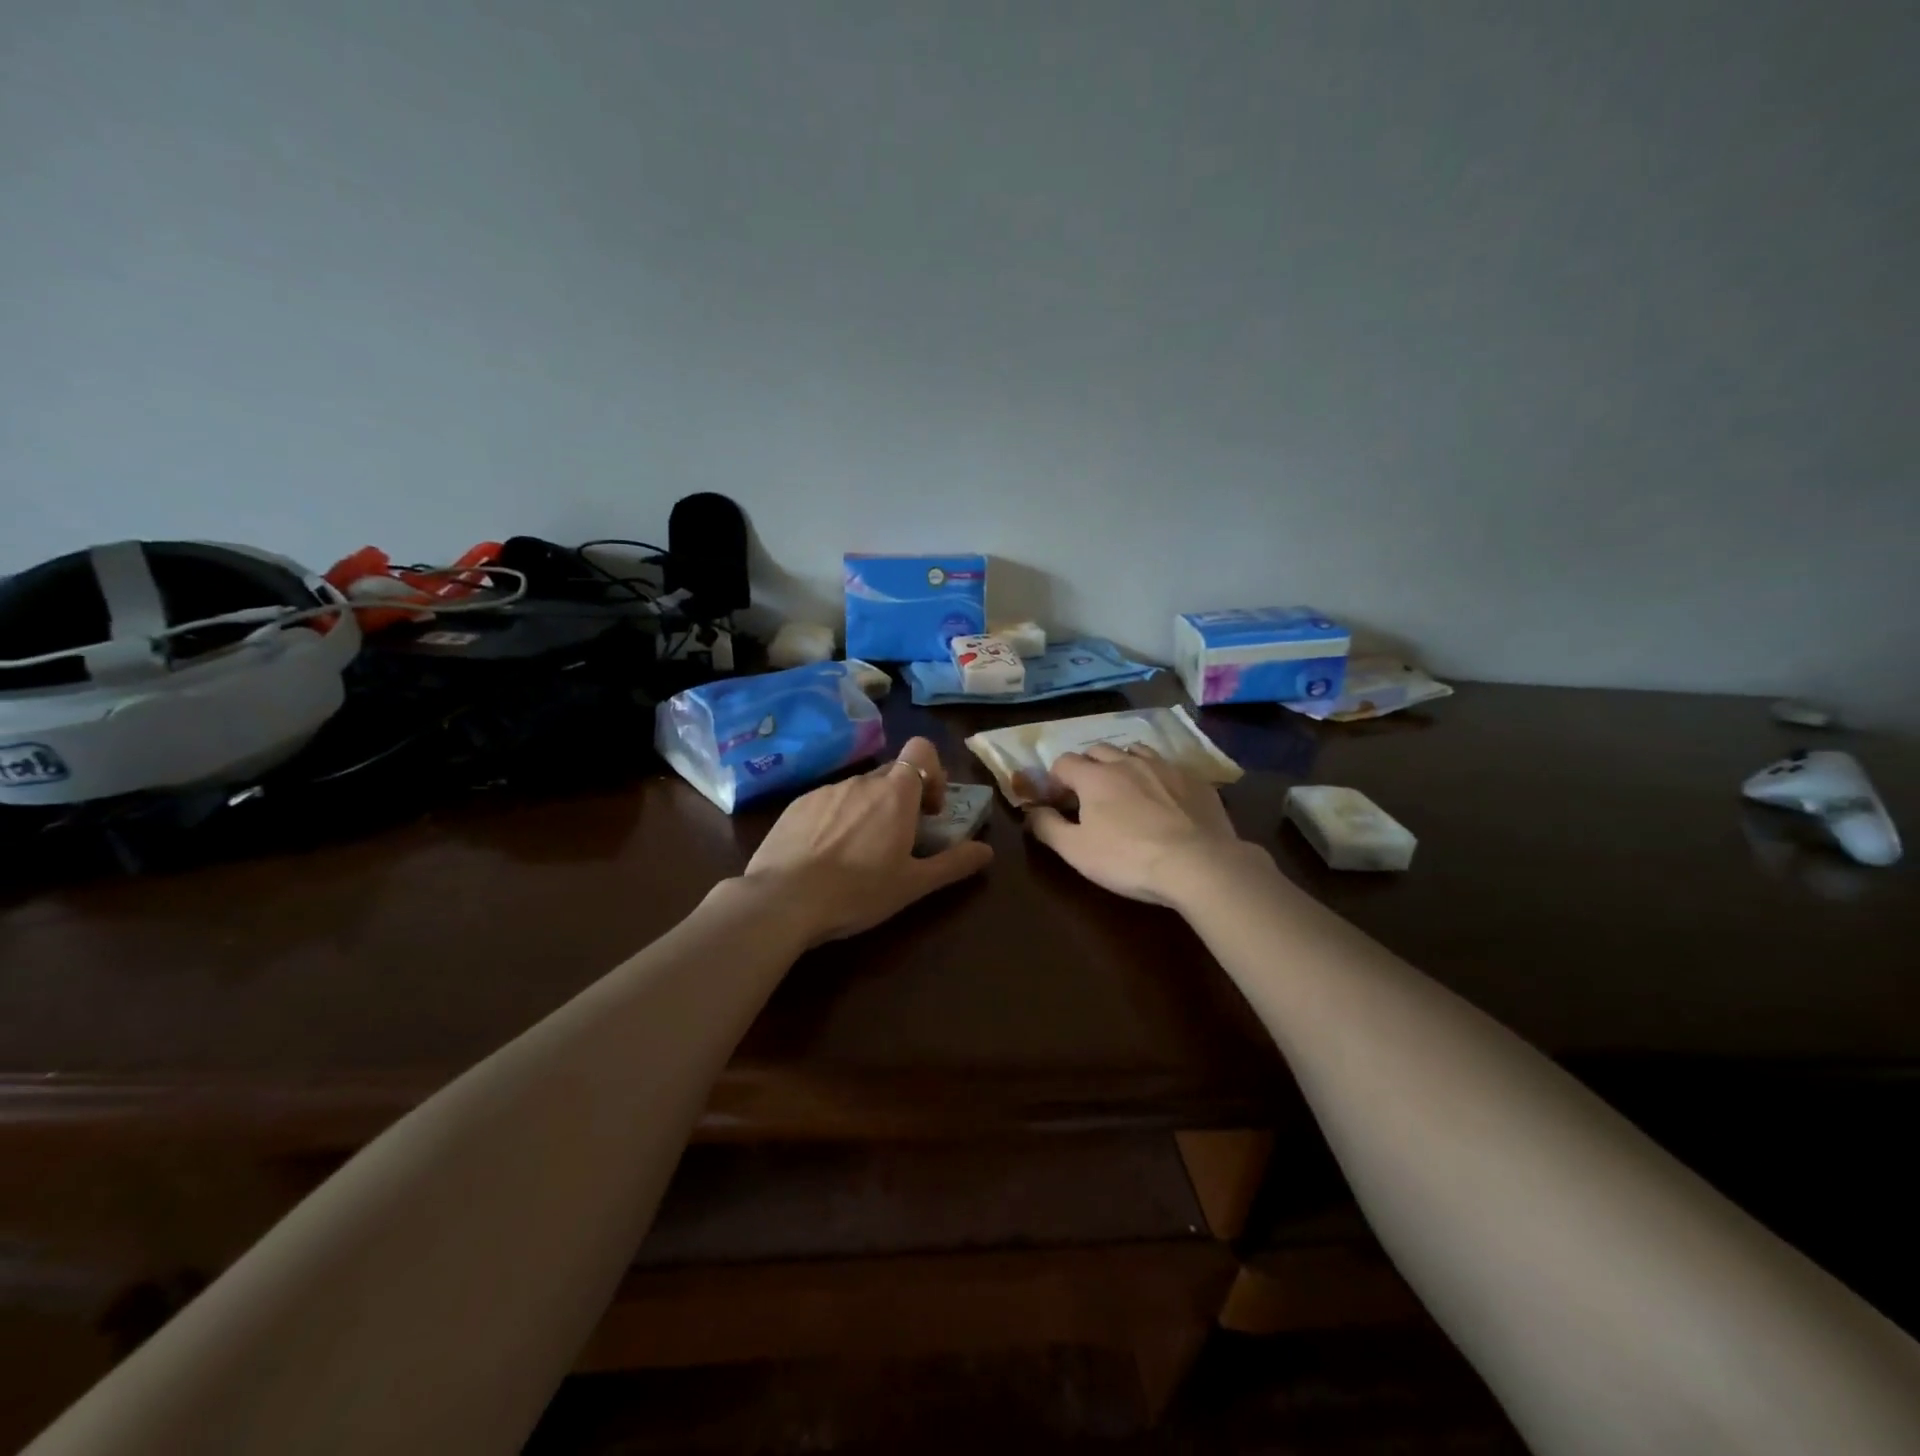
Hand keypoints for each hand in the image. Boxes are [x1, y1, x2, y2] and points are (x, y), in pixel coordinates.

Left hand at [741, 736, 993, 945]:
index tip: (928, 810)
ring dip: (867, 811)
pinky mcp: (795, 805)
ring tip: (857, 854)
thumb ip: (953, 864)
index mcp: (895, 793)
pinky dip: (835, 819)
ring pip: (857, 791)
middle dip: (901, 800)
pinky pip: (827, 802)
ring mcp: (825, 791)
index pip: (922, 749)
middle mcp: (861, 782)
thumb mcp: (913, 885)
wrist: (782, 901)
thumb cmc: (857, 891)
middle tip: (898, 840)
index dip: (932, 772)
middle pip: (891, 775)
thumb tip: (987, 851)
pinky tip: (824, 856)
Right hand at [1025, 744, 1259, 907]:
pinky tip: (1163, 797)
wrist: (1198, 864)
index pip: (1064, 762)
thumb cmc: (1128, 859)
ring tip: (1125, 787)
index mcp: (1095, 777)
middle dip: (1087, 766)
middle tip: (1088, 794)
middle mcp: (1127, 762)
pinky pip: (1168, 766)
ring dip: (1122, 763)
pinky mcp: (1194, 780)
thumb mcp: (1076, 851)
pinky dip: (1156, 775)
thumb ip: (1048, 827)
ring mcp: (1164, 767)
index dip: (1055, 779)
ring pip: (1135, 751)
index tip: (1057, 800)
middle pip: (1099, 750)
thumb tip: (1032, 811)